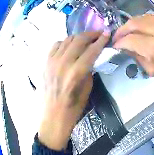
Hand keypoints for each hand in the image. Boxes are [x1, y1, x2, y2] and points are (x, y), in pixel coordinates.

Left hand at [38, 32, 109, 150]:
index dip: (101, 40)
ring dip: (78, 37)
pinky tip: (68, 48)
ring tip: (84, 41)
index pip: (91, 50)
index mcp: (75, 74)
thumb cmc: (71, 111)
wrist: (52, 121)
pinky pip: (56, 44)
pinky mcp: (46, 63)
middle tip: (98, 35)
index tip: (107, 33)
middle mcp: (63, 64)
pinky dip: (64, 43)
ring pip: (68, 39)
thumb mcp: (86, 92)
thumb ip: (88, 71)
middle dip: (91, 34)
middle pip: (79, 39)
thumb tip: (92, 58)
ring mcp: (52, 62)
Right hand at [113, 13, 153, 102]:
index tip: (115, 45)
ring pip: (145, 16)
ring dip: (134, 24)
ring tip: (130, 32)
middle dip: (123, 29)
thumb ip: (137, 56)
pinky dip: (147, 21)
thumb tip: (125, 45)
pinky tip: (146, 28)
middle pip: (135, 22)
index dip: (119, 41)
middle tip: (119, 36)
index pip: (130, 39)